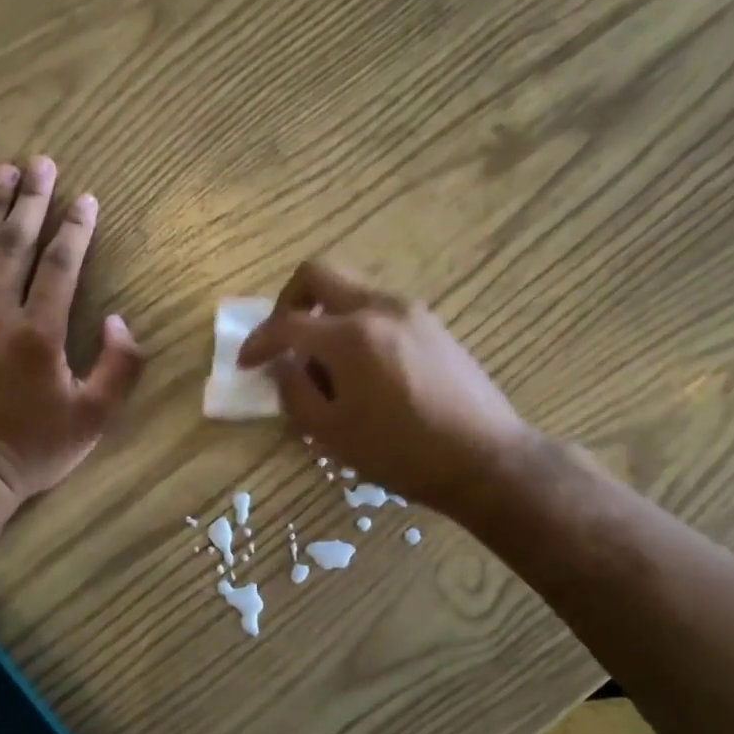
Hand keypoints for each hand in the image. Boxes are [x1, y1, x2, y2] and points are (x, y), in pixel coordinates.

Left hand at [0, 158, 144, 513]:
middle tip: (40, 163)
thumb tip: (119, 321)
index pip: (61, 266)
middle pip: (15, 244)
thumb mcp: (94, 420)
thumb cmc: (33, 449)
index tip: (86, 198)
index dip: (76, 229)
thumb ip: (119, 368)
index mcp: (41, 333)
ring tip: (1, 172)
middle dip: (31, 201)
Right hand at [237, 260, 533, 514]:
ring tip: (324, 364)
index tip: (246, 362)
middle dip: (289, 302)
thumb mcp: (332, 434)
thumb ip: (295, 393)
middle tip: (283, 339)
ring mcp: (410, 311)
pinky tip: (361, 367)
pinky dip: (354, 324)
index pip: (287, 324)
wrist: (486, 459)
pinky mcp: (432, 324)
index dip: (258, 342)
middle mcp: (379, 308)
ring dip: (325, 314)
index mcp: (350, 336)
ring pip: (350, 290)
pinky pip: (378, 308)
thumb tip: (284, 366)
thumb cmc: (402, 453)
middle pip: (318, 274)